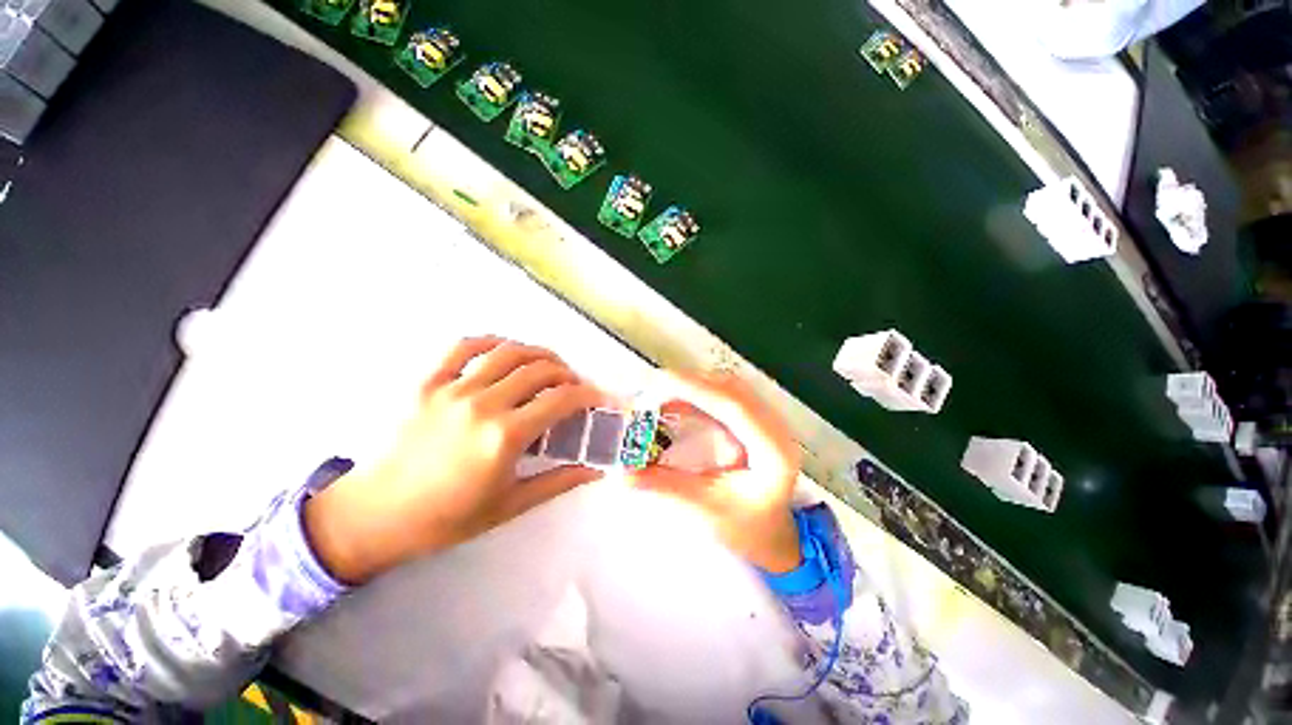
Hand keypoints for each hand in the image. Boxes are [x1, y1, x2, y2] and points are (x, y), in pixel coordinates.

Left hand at [304, 337, 606, 583]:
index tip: (598, 397)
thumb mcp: (511, 505)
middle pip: (540, 369)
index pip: (561, 399)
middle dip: (568, 373)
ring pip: (509, 352)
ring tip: (549, 365)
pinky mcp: (428, 383)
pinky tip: (505, 350)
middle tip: (575, 386)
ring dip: (538, 353)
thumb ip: (559, 481)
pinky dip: (491, 341)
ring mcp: (452, 389)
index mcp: (505, 436)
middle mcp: (483, 404)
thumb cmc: (448, 518)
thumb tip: (596, 470)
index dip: (588, 393)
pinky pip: (463, 347)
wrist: (376, 516)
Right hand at [628, 373, 802, 572]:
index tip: (661, 381)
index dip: (696, 388)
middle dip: (690, 384)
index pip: (734, 405)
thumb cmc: (745, 529)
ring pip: (728, 387)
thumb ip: (665, 486)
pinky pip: (725, 396)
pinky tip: (678, 404)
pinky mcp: (754, 420)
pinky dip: (699, 396)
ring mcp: (767, 421)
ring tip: (661, 396)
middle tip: (652, 391)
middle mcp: (775, 428)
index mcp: (772, 451)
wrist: (771, 535)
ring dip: (694, 387)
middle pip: (731, 388)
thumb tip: (624, 471)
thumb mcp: (705, 510)